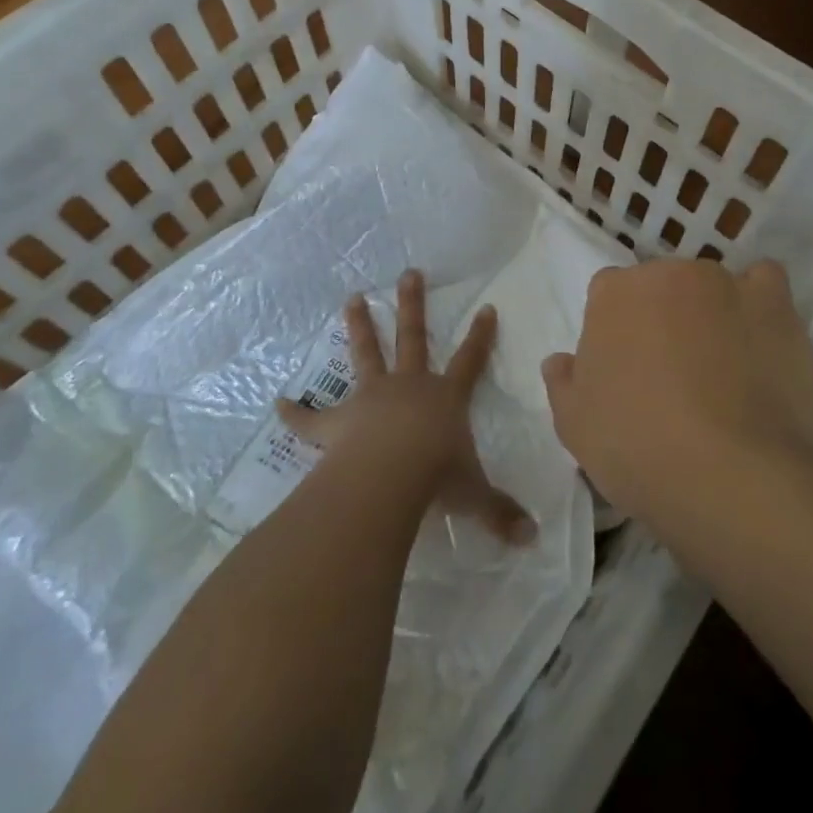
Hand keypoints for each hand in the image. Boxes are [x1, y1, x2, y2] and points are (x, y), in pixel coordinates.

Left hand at [278, 269, 534, 544]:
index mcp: (445, 397)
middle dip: (413, 304)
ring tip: (352, 298)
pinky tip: (279, 403)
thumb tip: (533, 539)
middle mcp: (409, 386)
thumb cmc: (437, 478)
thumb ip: (500, 512)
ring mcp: (372, 398)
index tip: (486, 307)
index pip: (470, 360)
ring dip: (360, 327)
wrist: (388, 476)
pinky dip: (297, 412)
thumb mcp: (474, 496)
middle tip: (408, 274)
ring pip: (367, 354)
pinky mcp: (337, 423)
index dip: (480, 336)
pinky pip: (313, 417)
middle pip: (413, 337)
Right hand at [541, 259, 812, 529]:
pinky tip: (760, 338)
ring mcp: (723, 283)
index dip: (619, 333)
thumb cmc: (638, 449)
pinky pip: (765, 282)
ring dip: (711, 314)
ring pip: (711, 287)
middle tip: (675, 373)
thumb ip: (564, 382)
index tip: (629, 372)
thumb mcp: (575, 427)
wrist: (729, 477)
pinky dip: (760, 303)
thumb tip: (560, 360)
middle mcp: (667, 273)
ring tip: (725, 367)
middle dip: (665, 318)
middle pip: (662, 286)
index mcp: (613, 294)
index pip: (610, 296)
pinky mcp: (772, 301)